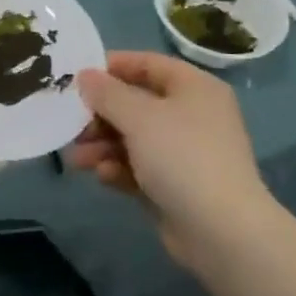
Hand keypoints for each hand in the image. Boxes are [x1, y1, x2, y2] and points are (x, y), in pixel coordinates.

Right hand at [67, 52, 273, 268]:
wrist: (222, 231)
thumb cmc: (182, 157)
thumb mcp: (139, 117)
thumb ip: (108, 93)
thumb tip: (86, 75)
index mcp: (194, 88)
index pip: (148, 64)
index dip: (112, 67)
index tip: (77, 77)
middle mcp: (192, 115)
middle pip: (137, 104)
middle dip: (101, 115)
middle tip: (72, 125)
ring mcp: (185, 153)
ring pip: (134, 138)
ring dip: (103, 145)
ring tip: (77, 159)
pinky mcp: (176, 186)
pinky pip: (140, 168)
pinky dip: (120, 168)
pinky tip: (103, 176)